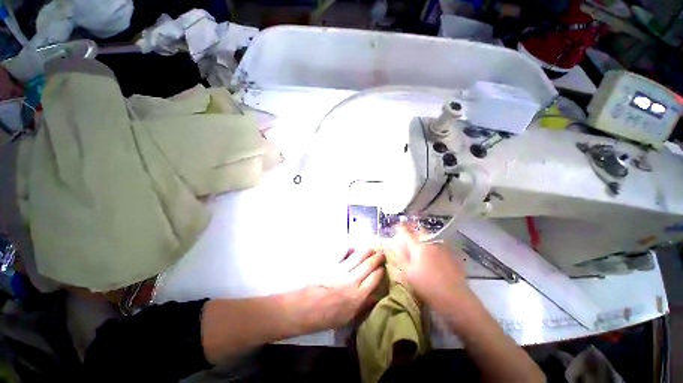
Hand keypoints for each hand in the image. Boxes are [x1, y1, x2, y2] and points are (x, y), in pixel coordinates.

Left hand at [299, 248, 383, 330]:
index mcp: (357, 296)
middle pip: (368, 265)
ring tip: (372, 248)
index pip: (374, 279)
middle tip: (382, 253)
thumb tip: (375, 297)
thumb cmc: (325, 317)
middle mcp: (352, 280)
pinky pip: (342, 253)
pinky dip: (349, 249)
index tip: (383, 267)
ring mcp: (340, 270)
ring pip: (357, 257)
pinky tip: (353, 247)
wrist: (303, 308)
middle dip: (376, 258)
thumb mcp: (347, 317)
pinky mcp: (330, 264)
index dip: (380, 271)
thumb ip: (362, 305)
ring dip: (366, 251)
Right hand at [391, 224, 469, 308]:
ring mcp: (443, 248)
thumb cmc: (427, 287)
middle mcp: (431, 244)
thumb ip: (401, 256)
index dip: (400, 227)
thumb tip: (397, 244)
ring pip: (430, 236)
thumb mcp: (408, 273)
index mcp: (418, 247)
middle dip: (413, 228)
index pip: (406, 232)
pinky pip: (439, 244)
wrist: (455, 298)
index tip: (397, 226)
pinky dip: (433, 244)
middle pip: (420, 230)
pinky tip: (433, 252)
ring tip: (419, 241)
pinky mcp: (452, 255)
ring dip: (423, 236)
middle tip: (408, 230)